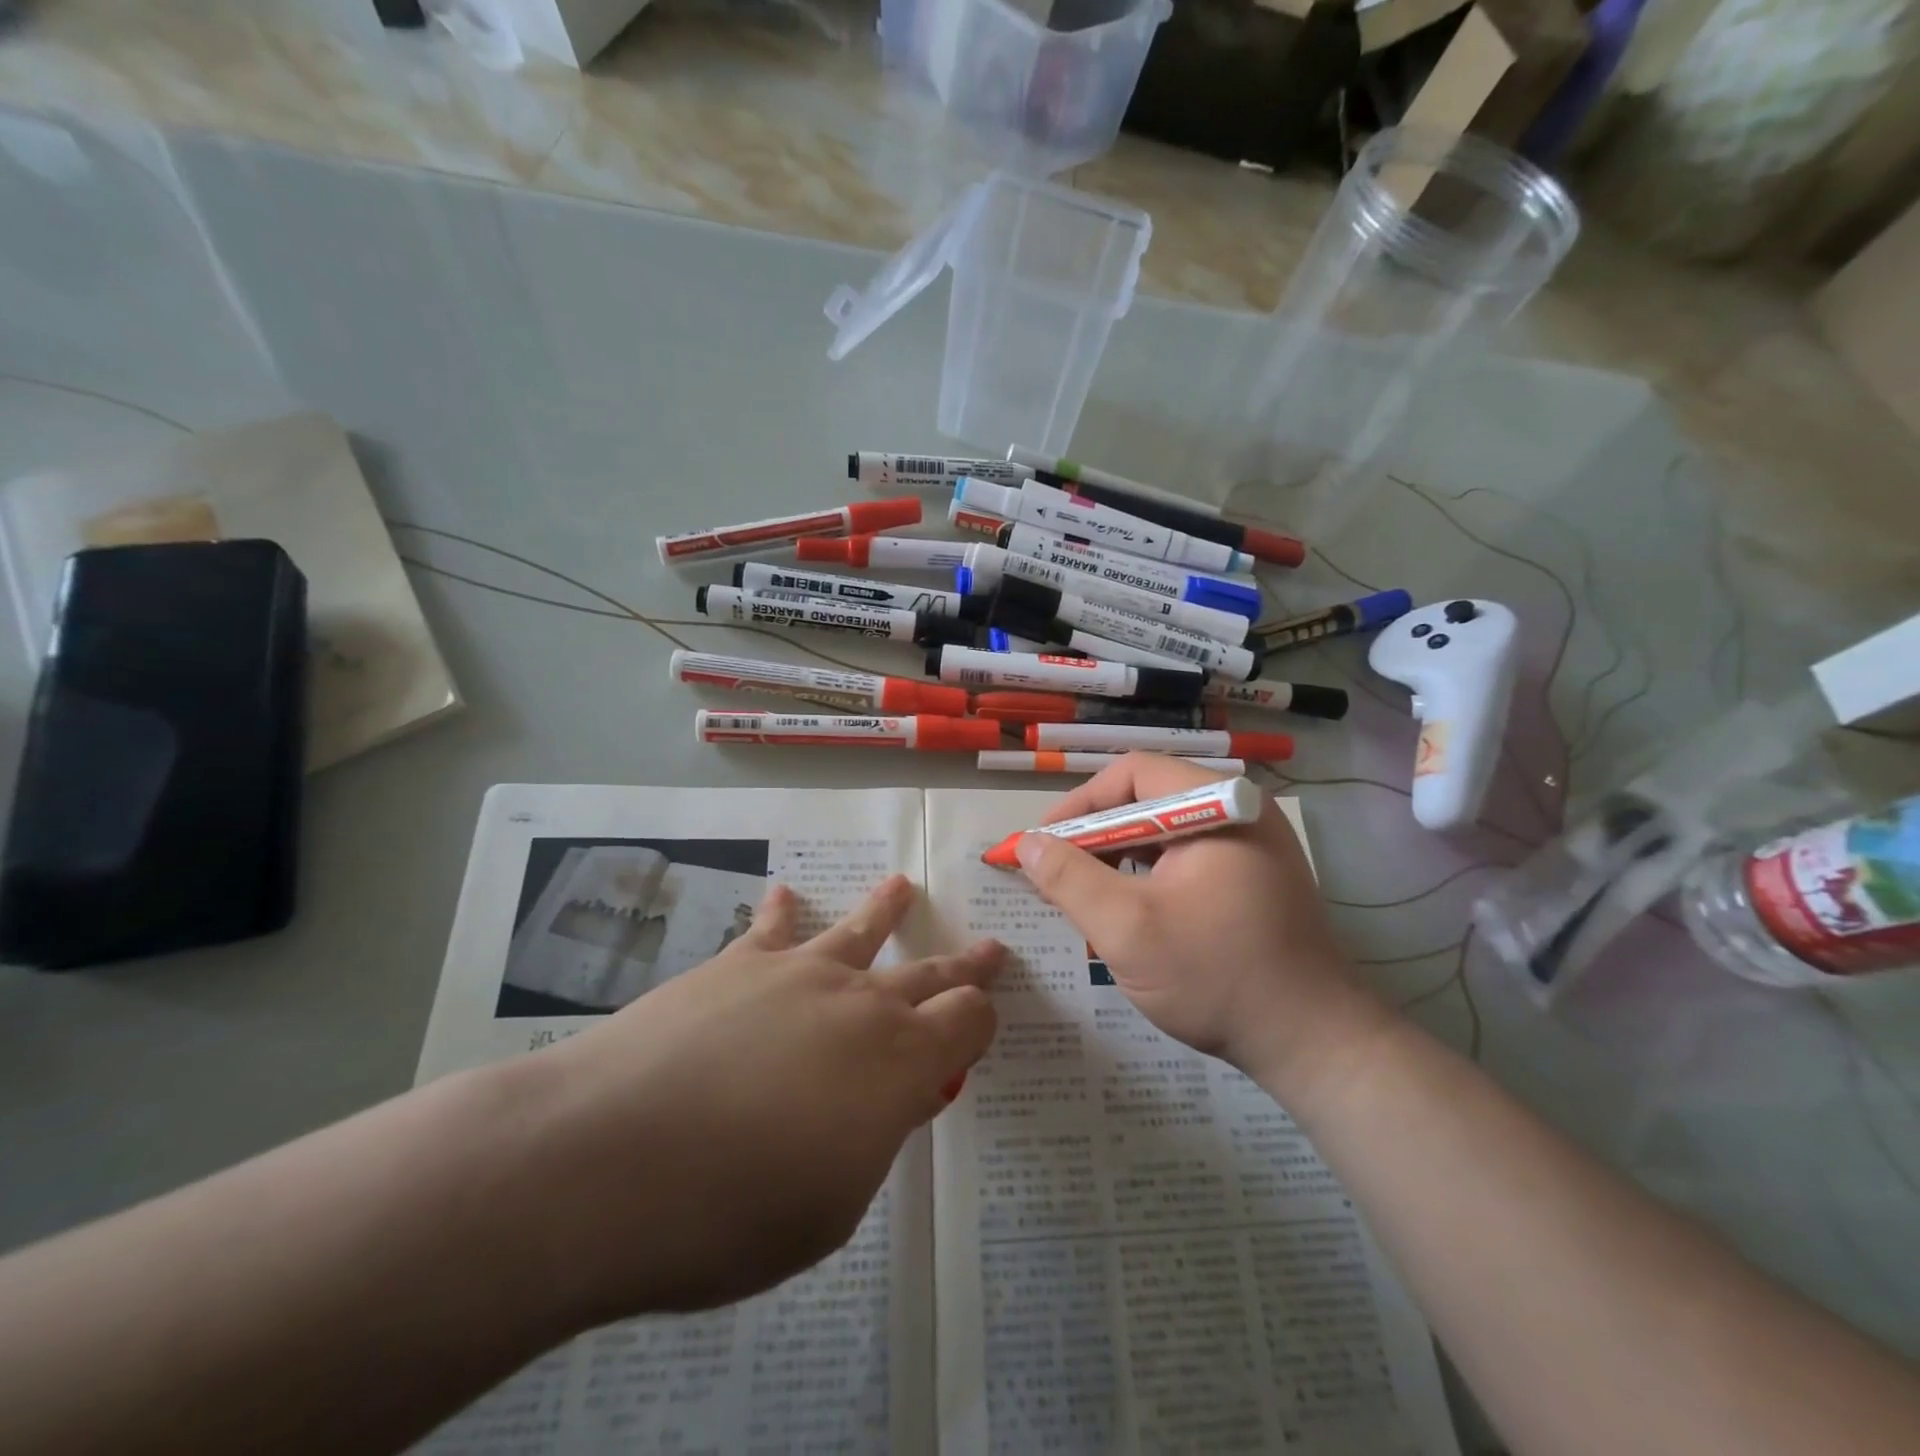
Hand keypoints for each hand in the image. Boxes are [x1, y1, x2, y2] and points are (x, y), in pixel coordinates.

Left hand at [510, 876, 1002, 1324]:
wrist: (607, 1161)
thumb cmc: (730, 1213)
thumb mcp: (831, 1205)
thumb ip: (877, 1136)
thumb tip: (908, 1092)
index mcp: (899, 1063)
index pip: (966, 1021)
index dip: (981, 1021)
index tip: (983, 1022)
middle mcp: (860, 1003)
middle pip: (928, 973)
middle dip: (964, 965)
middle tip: (989, 948)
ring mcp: (797, 973)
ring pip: (859, 930)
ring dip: (886, 909)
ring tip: (902, 886)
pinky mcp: (736, 963)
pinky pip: (772, 927)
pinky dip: (784, 911)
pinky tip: (785, 895)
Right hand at [1014, 754, 1390, 1094]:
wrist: (1313, 1044)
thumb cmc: (1215, 977)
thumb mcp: (1127, 928)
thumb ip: (1069, 878)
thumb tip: (1027, 843)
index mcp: (1218, 804)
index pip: (1132, 774)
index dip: (1078, 804)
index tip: (1041, 843)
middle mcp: (1240, 810)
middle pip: (1148, 800)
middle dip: (1094, 835)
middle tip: (1055, 873)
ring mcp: (1254, 844)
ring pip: (1165, 833)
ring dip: (1118, 857)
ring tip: (1086, 894)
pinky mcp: (1256, 877)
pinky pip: (1187, 858)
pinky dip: (1148, 875)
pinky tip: (1130, 909)